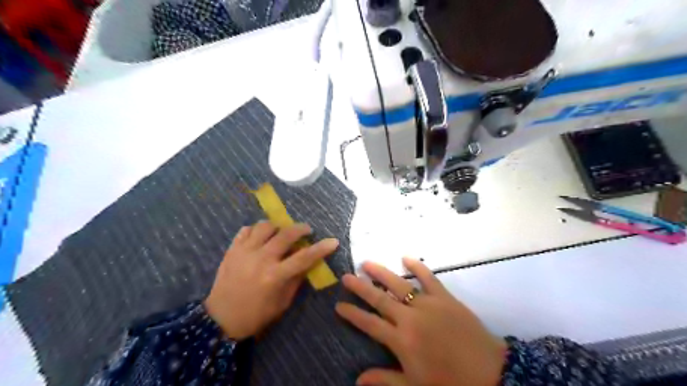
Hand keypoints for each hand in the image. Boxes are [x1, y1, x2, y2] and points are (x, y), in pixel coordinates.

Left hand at [206, 221, 339, 338]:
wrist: (220, 320)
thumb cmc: (256, 315)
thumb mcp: (282, 303)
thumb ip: (296, 280)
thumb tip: (308, 262)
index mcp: (275, 276)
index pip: (304, 257)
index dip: (321, 248)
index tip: (333, 241)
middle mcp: (260, 259)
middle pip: (285, 235)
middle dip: (300, 229)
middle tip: (307, 230)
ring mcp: (244, 252)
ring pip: (264, 226)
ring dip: (277, 227)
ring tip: (280, 233)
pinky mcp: (231, 250)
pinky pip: (245, 230)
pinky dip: (255, 230)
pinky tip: (260, 237)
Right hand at [337, 258, 502, 385]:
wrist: (490, 372)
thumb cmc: (449, 382)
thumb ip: (385, 380)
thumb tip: (357, 380)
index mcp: (401, 340)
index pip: (369, 324)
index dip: (352, 314)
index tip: (339, 304)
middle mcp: (409, 318)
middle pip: (379, 299)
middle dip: (360, 287)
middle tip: (346, 277)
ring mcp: (427, 304)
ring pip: (399, 284)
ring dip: (381, 273)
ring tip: (366, 263)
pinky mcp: (445, 297)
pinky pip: (429, 278)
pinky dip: (418, 267)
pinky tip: (406, 258)